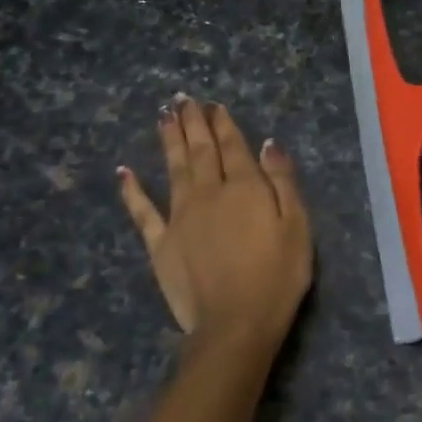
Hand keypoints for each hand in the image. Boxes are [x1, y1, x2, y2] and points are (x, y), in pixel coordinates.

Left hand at [117, 96, 311, 354]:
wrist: (236, 323)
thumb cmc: (278, 276)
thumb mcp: (297, 226)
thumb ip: (283, 182)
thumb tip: (269, 144)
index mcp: (244, 187)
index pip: (233, 146)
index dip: (223, 124)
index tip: (213, 104)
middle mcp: (208, 193)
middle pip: (199, 151)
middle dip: (193, 123)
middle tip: (183, 99)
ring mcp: (180, 217)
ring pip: (173, 169)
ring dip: (168, 141)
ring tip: (163, 117)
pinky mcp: (160, 243)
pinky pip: (142, 211)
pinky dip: (132, 190)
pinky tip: (124, 172)